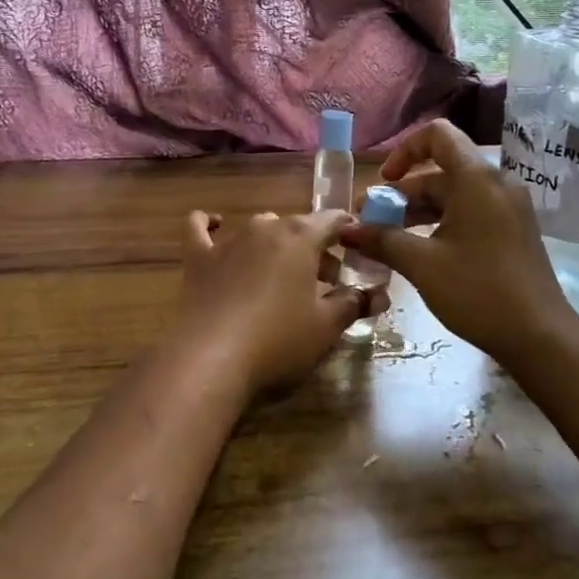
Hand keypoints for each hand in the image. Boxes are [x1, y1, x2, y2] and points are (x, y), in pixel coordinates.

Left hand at [178, 210, 368, 393]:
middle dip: (315, 247)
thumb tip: (379, 294)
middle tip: (327, 280)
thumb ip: (354, 304)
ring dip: (276, 244)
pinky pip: (200, 227)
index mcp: (301, 237)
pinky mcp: (199, 257)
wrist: (211, 358)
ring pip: (260, 228)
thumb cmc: (278, 340)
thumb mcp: (326, 327)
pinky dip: (209, 223)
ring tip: (284, 275)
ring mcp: (229, 240)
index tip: (358, 246)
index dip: (348, 231)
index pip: (333, 220)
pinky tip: (215, 224)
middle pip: (297, 227)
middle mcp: (266, 228)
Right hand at [338, 120, 573, 362]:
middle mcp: (495, 184)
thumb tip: (346, 230)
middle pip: (440, 170)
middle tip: (370, 222)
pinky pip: (469, 212)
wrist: (541, 338)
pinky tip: (418, 252)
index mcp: (476, 179)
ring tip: (386, 240)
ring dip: (417, 211)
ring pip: (453, 194)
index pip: (437, 135)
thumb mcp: (422, 264)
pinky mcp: (512, 231)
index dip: (404, 150)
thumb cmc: (479, 291)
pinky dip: (440, 222)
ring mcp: (507, 208)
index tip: (383, 182)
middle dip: (401, 193)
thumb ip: (382, 240)